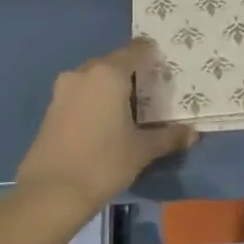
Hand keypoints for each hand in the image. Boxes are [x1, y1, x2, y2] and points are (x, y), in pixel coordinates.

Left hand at [15, 38, 198, 210]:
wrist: (51, 193)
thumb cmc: (103, 163)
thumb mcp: (142, 150)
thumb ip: (169, 137)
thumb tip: (193, 133)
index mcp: (108, 74)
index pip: (137, 50)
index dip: (153, 56)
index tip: (166, 70)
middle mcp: (84, 73)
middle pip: (114, 62)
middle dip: (133, 74)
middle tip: (152, 94)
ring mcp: (63, 90)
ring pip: (95, 79)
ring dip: (112, 89)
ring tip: (131, 111)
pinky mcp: (51, 108)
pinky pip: (81, 94)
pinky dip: (95, 101)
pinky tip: (106, 123)